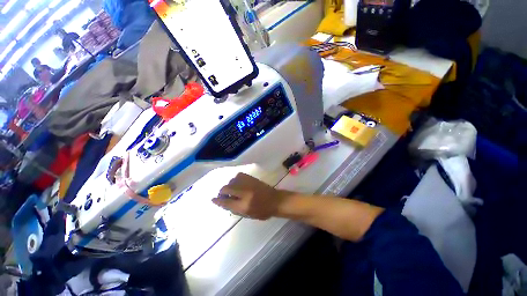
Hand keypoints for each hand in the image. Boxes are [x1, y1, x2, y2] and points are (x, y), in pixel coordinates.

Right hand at [212, 173, 283, 219]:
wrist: (275, 200)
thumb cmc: (263, 211)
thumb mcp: (248, 215)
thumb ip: (235, 209)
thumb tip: (223, 203)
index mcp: (244, 205)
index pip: (226, 202)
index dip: (218, 201)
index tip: (213, 199)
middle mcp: (245, 193)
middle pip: (226, 189)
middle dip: (222, 192)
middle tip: (224, 195)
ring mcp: (248, 184)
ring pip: (231, 181)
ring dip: (229, 186)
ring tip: (232, 190)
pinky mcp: (251, 178)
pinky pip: (238, 176)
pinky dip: (235, 180)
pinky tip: (238, 183)